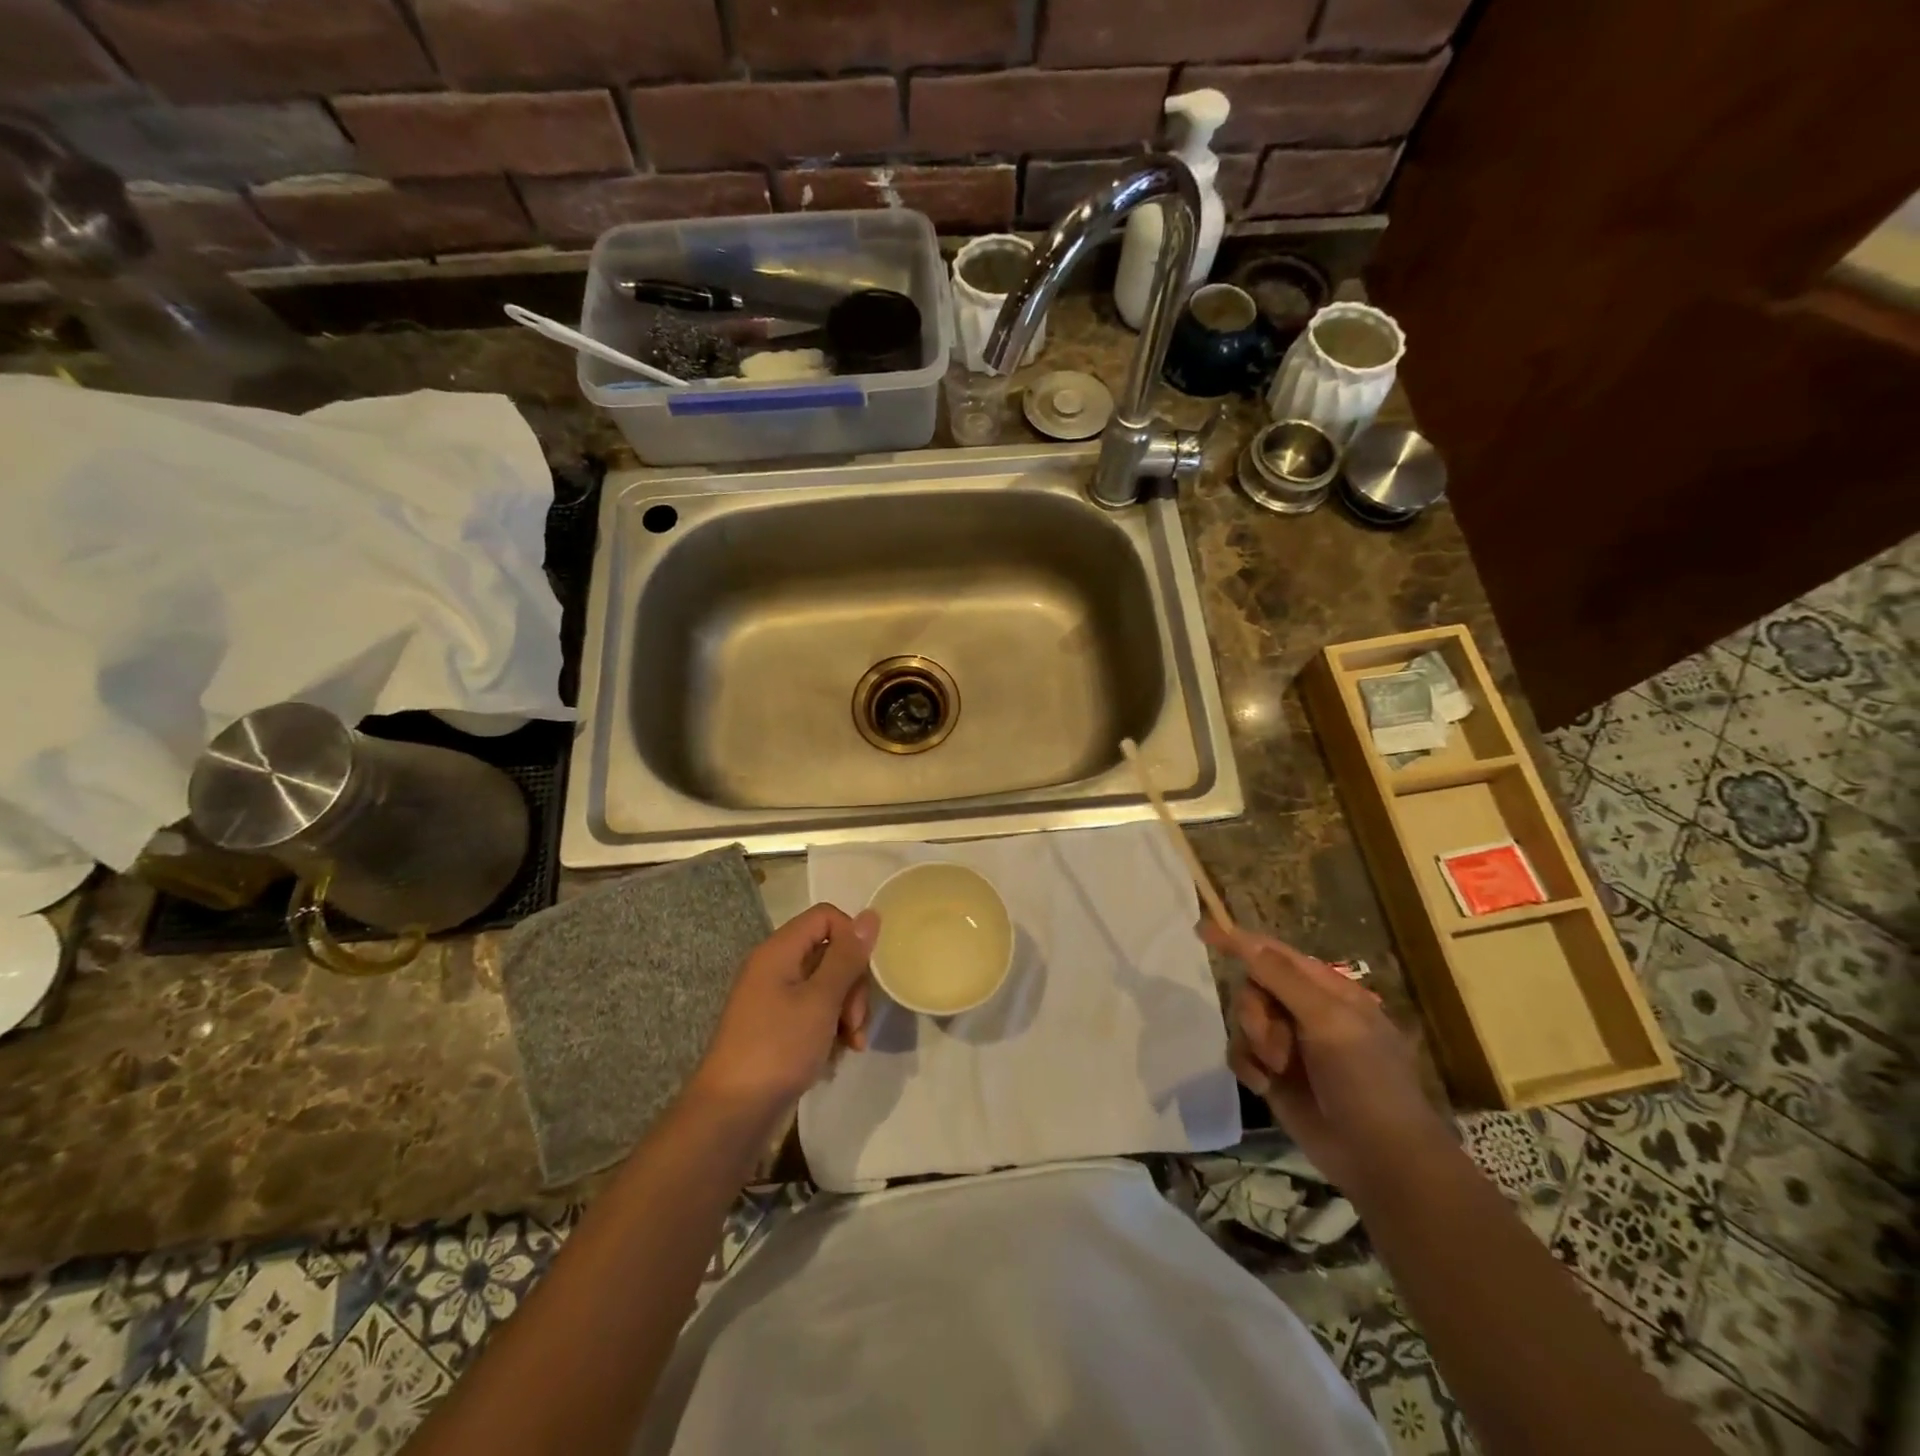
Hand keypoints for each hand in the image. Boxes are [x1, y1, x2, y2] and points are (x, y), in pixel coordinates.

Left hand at [688, 904, 878, 1123]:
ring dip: (846, 1011)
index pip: (826, 917)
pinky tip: (838, 1054)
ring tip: (852, 1044)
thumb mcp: (820, 1000)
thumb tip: (870, 915)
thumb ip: (847, 957)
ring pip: (826, 985)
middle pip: (829, 953)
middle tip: (856, 1022)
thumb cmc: (777, 1049)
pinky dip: (830, 1028)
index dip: (852, 938)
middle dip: (852, 985)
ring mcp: (774, 998)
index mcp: (779, 951)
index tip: (864, 974)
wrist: (731, 1114)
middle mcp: (774, 967)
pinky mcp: (776, 1026)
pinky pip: (813, 1011)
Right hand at [1204, 922, 1448, 1189]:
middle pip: (1254, 987)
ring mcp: (1289, 1044)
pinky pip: (1240, 1053)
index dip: (1240, 941)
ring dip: (1255, 1042)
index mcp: (1328, 991)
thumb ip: (1283, 978)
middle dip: (1255, 1012)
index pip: (1275, 953)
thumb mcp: (1329, 1021)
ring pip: (1243, 1020)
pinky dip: (1248, 1066)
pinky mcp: (1274, 1075)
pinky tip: (1264, 1086)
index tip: (1202, 931)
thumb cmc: (1366, 1081)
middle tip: (1273, 1042)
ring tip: (1277, 1070)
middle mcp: (1306, 1012)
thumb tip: (1245, 939)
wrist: (1380, 1160)